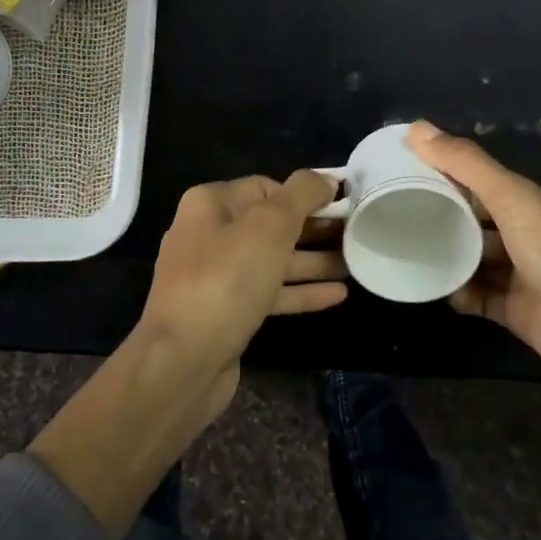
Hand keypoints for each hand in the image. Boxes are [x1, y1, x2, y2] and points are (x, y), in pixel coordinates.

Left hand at [138, 169, 347, 383]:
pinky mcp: (227, 312)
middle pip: (271, 225)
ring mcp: (216, 277)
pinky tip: (337, 295)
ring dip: (313, 262)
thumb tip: (325, 178)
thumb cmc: (227, 281)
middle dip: (314, 230)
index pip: (266, 188)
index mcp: (210, 205)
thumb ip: (301, 195)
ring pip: (273, 261)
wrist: (183, 360)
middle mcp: (209, 235)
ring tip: (355, 263)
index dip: (305, 195)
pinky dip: (300, 291)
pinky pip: (270, 293)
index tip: (342, 205)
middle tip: (357, 234)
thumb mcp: (269, 226)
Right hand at [408, 122, 540, 431]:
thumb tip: (416, 128)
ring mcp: (522, 274)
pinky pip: (476, 296)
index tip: (393, 170)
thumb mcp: (516, 203)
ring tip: (398, 250)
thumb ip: (468, 166)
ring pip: (471, 258)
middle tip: (386, 212)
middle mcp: (528, 233)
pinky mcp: (516, 312)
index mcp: (532, 201)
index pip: (477, 178)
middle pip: (472, 218)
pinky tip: (430, 290)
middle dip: (435, 214)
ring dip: (442, 255)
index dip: (439, 171)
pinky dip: (456, 293)